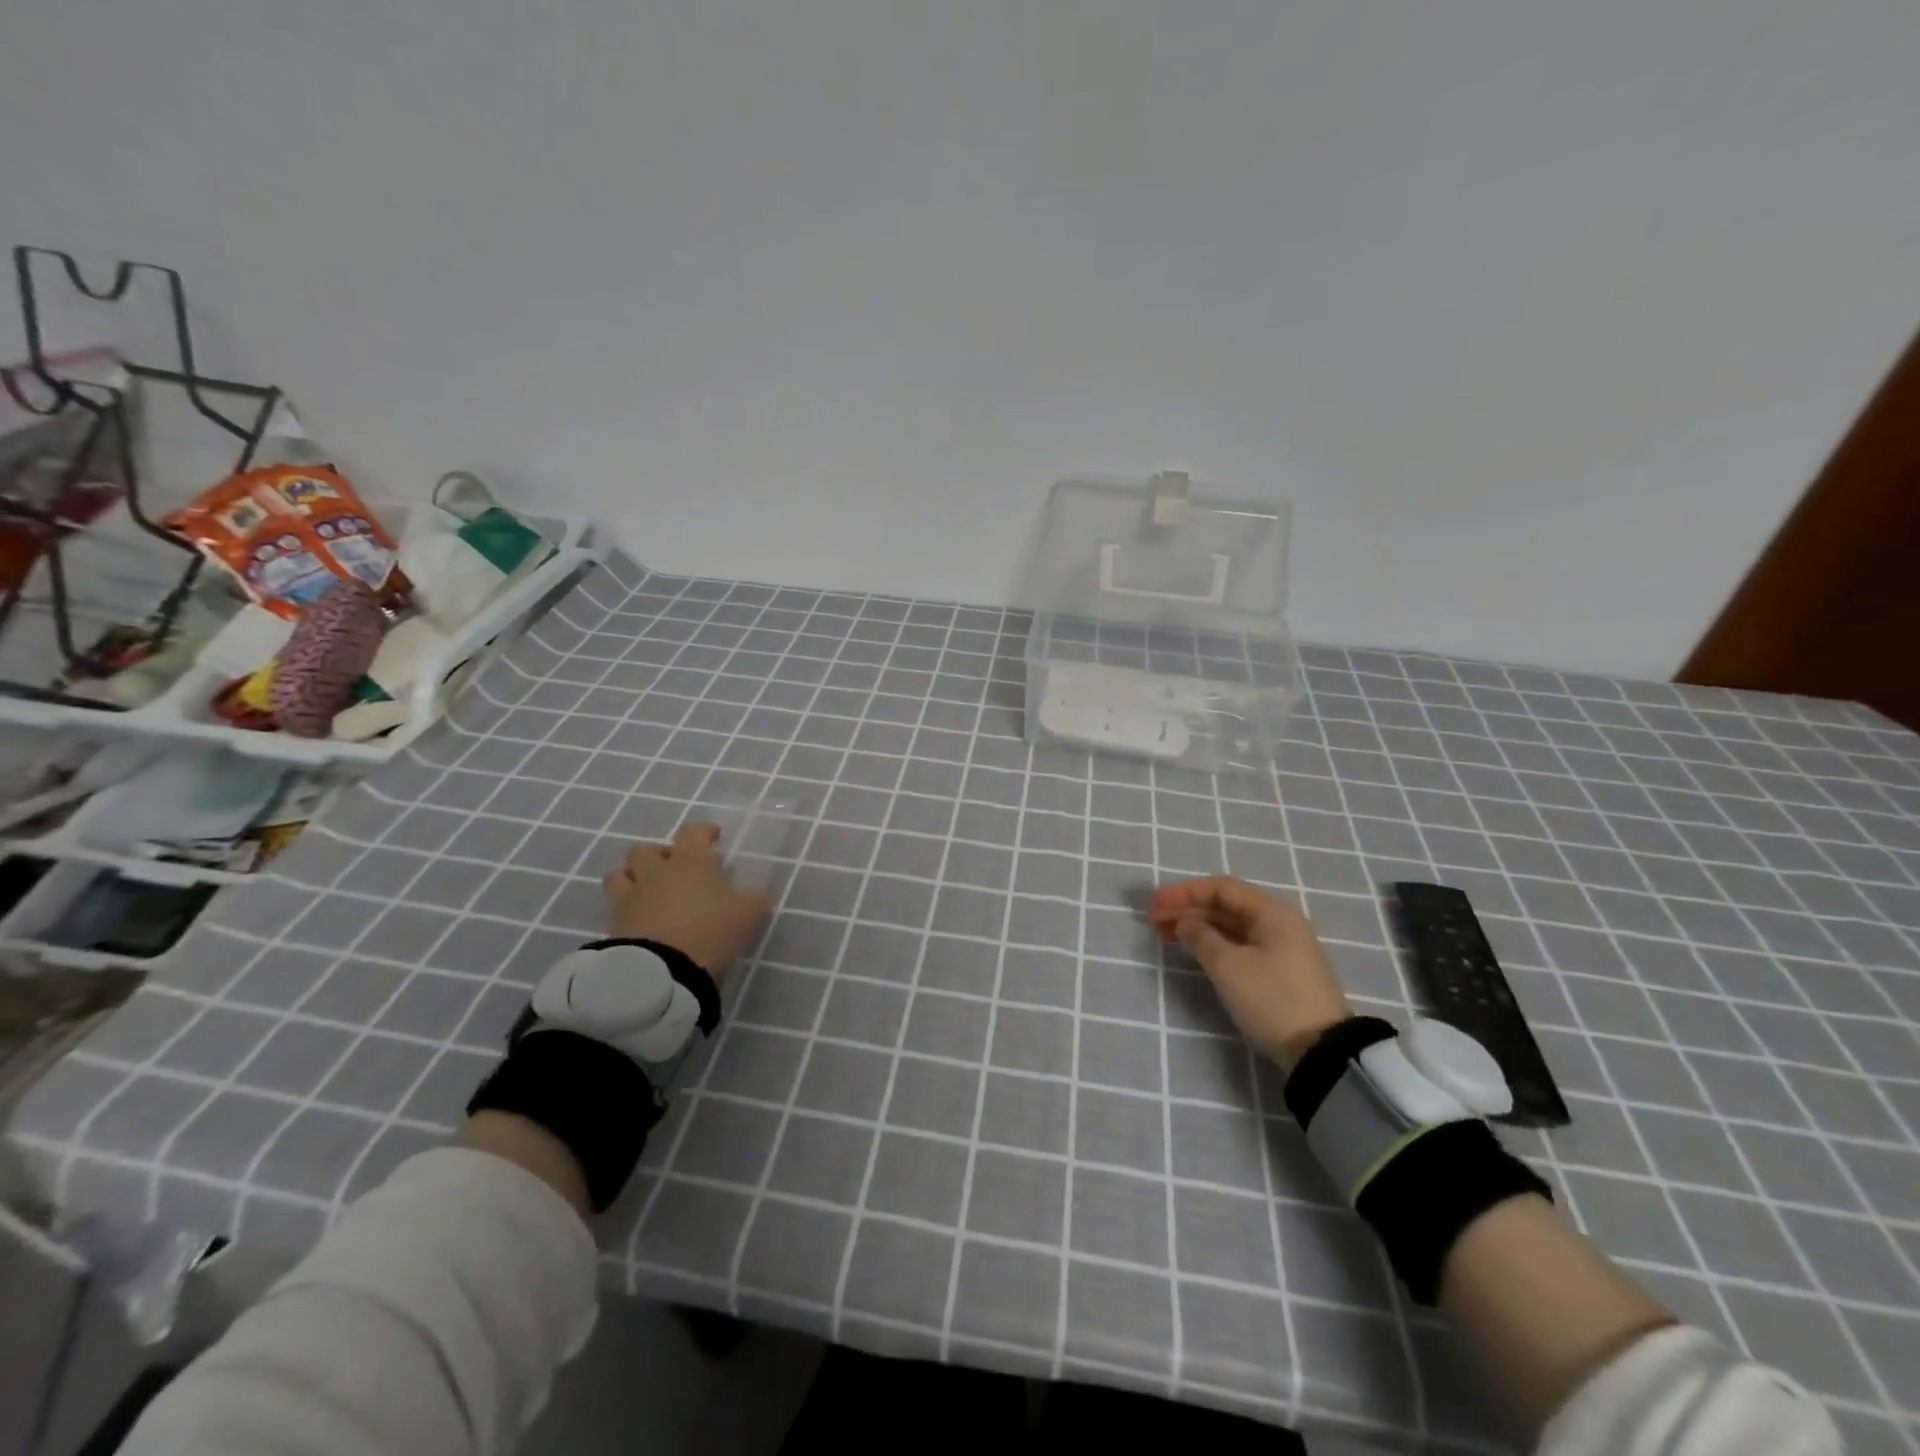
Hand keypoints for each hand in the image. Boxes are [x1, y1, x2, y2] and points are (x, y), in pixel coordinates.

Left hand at [601, 823, 771, 977]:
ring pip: (620, 875)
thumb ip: (755, 900)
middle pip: (646, 850)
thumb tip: (757, 896)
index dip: (703, 832)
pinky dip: (627, 910)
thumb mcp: (749, 914)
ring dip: (633, 878)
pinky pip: (615, 908)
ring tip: (649, 892)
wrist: (662, 969)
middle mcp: (657, 872)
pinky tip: (642, 921)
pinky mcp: (615, 925)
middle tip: (675, 868)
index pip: (693, 832)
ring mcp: (632, 897)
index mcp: (691, 861)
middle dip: (659, 855)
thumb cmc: (710, 929)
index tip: (713, 837)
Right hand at [1150, 876, 1352, 1070]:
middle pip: (1226, 905)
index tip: (1154, 905)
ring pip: (1232, 926)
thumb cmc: (1272, 1000)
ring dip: (1199, 927)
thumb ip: (1200, 937)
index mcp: (1272, 912)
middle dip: (1188, 909)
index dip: (1184, 893)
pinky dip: (1214, 943)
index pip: (1221, 888)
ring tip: (1167, 935)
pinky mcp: (1281, 971)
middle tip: (1154, 921)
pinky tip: (1195, 951)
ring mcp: (1282, 948)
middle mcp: (1279, 923)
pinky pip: (1240, 945)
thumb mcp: (1229, 967)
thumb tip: (1185, 921)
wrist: (1321, 1053)